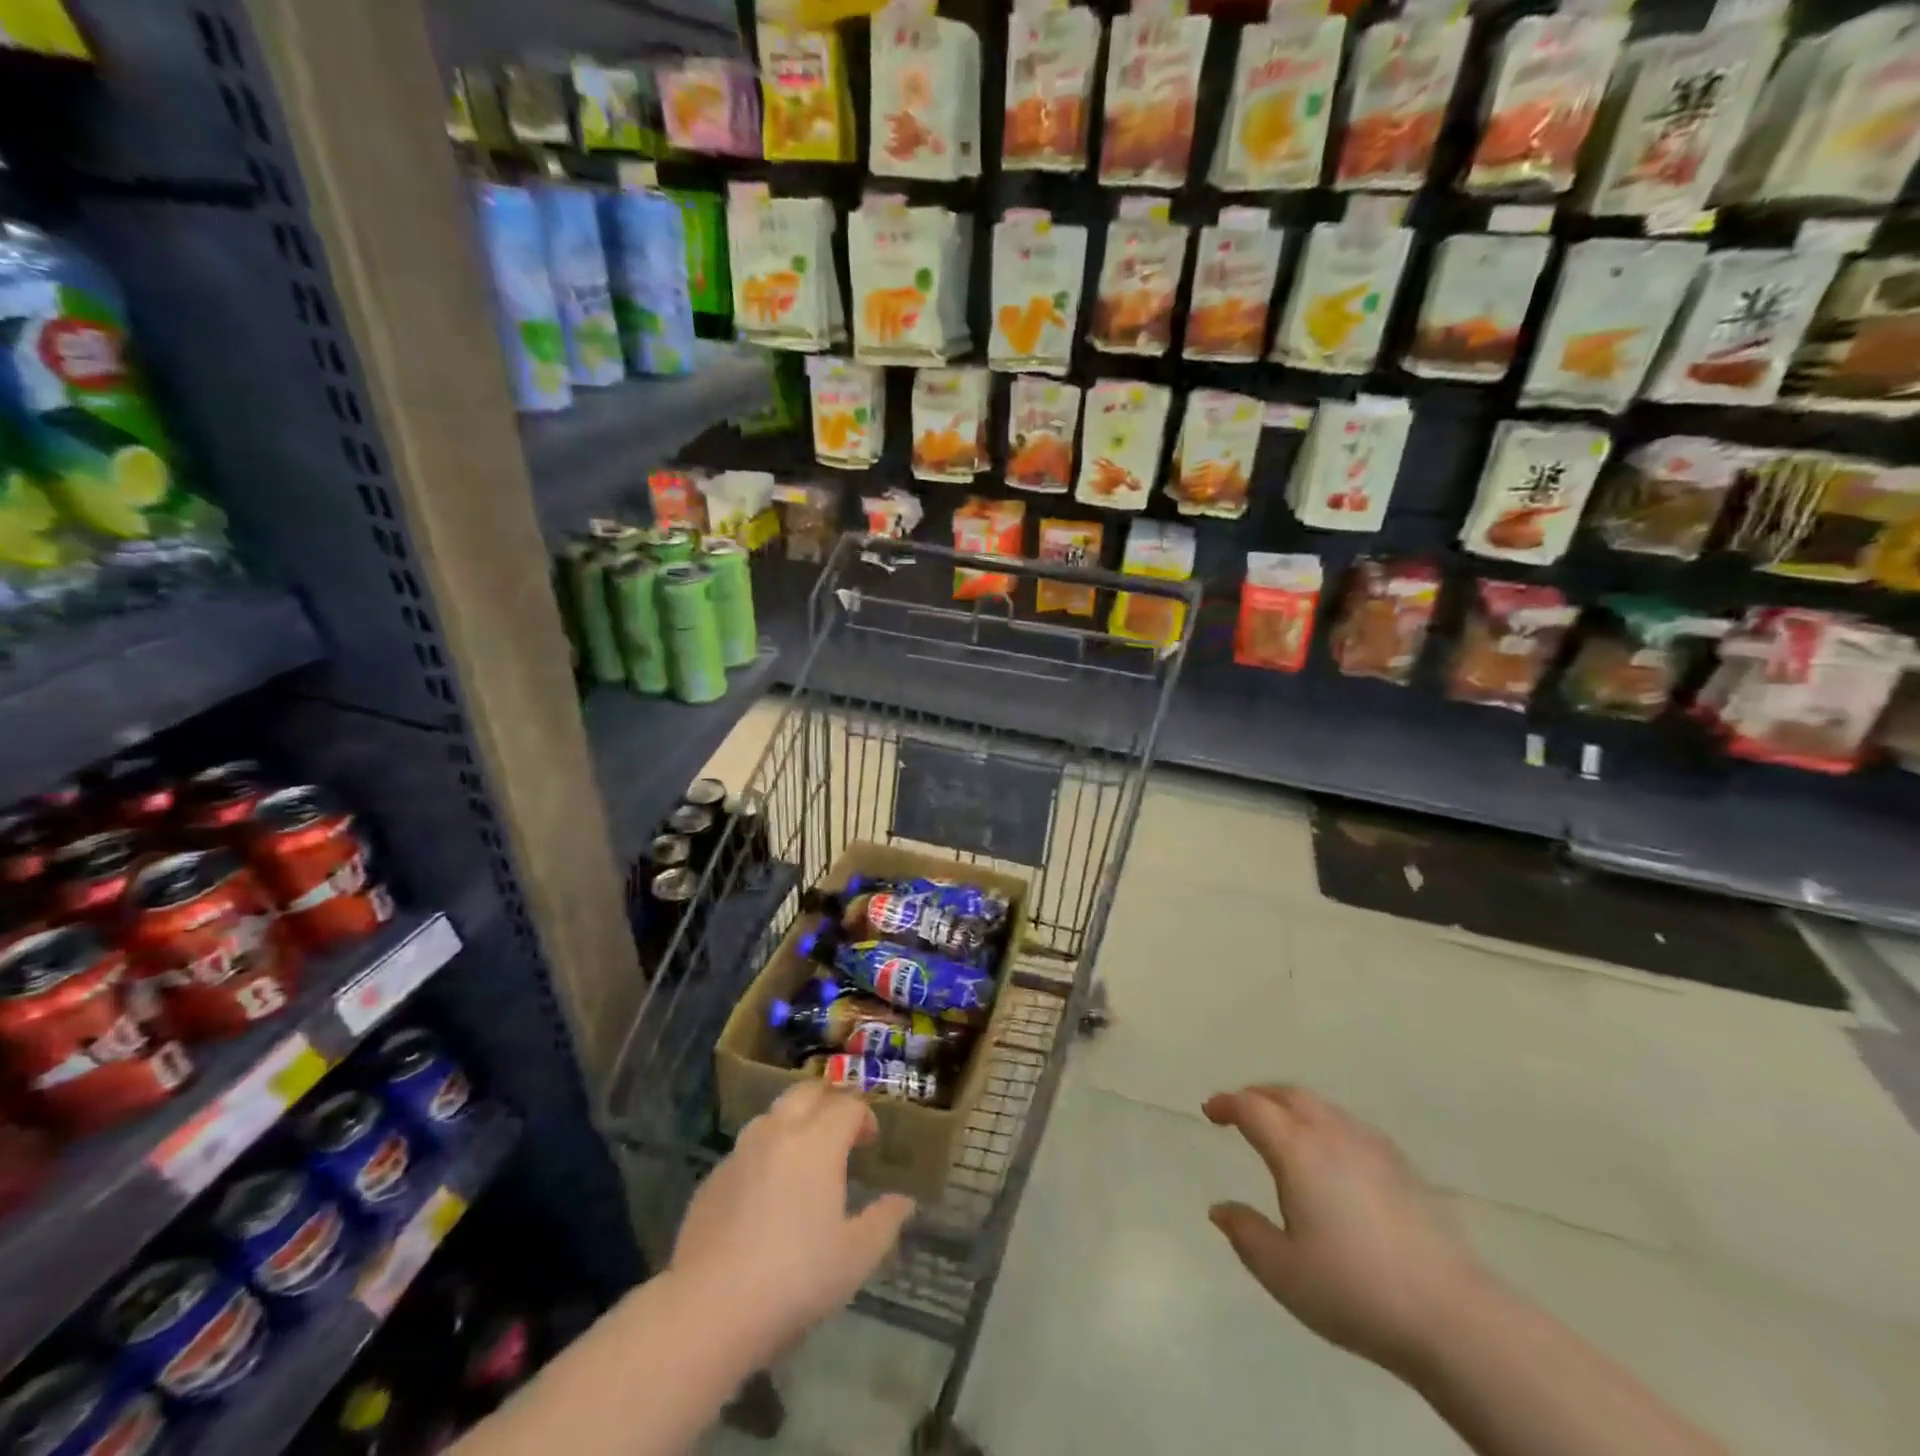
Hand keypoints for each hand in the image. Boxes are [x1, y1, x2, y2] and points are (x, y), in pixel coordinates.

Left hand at [670, 1082, 914, 1359]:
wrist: (707, 1310)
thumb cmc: (794, 1279)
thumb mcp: (855, 1258)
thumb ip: (884, 1222)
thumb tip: (904, 1201)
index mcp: (817, 1143)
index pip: (847, 1105)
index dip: (864, 1117)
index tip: (870, 1142)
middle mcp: (778, 1133)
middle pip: (806, 1092)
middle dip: (828, 1101)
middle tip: (840, 1131)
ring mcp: (740, 1153)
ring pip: (772, 1115)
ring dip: (794, 1122)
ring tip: (804, 1158)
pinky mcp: (712, 1179)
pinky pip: (746, 1150)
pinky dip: (765, 1155)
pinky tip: (766, 1193)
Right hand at [1203, 1085, 1490, 1376]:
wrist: (1451, 1315)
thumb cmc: (1354, 1290)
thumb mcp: (1282, 1272)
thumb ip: (1245, 1233)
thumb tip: (1220, 1209)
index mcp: (1296, 1150)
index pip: (1251, 1108)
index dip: (1226, 1104)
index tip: (1210, 1112)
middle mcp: (1331, 1133)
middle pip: (1287, 1094)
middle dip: (1257, 1095)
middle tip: (1239, 1110)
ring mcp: (1370, 1145)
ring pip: (1320, 1105)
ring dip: (1290, 1106)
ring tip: (1280, 1128)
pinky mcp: (1401, 1164)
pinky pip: (1347, 1123)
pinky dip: (1322, 1122)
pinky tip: (1328, 1154)